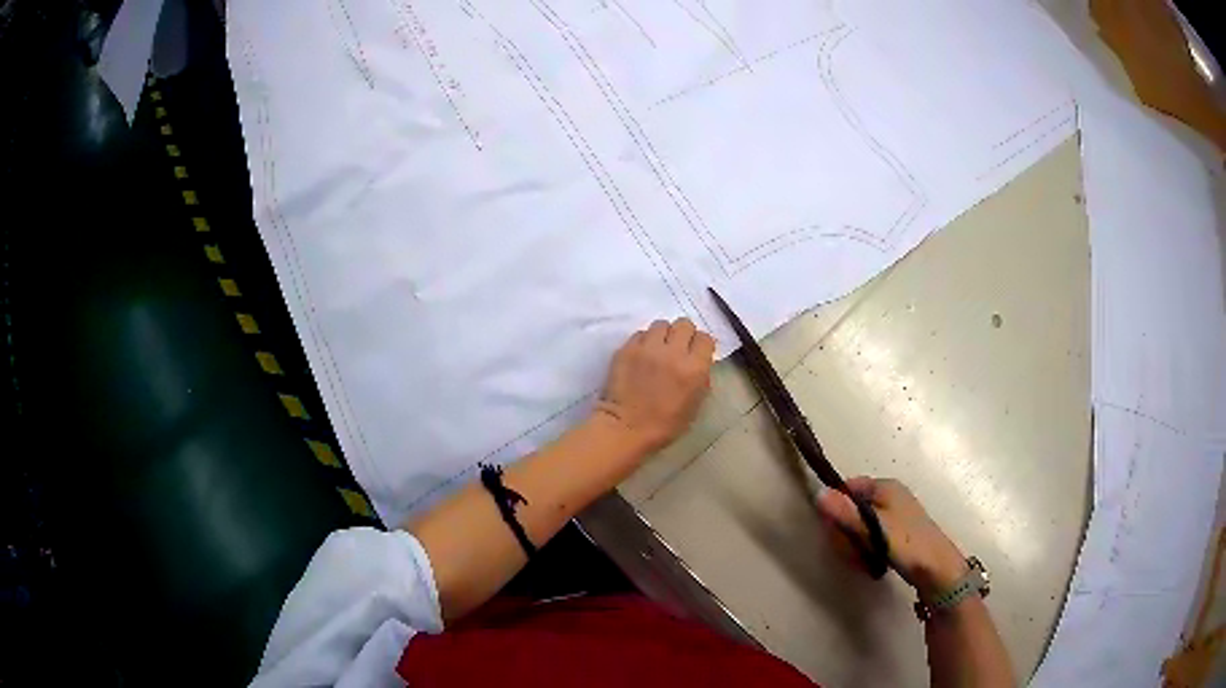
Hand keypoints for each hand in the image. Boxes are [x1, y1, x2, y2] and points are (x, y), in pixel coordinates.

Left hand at [594, 318, 715, 454]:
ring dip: (662, 335)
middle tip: (677, 347)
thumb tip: (699, 362)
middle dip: (683, 334)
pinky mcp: (627, 348)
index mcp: (694, 368)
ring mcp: (648, 348)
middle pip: (684, 324)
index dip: (701, 345)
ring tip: (657, 349)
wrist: (626, 428)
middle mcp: (673, 352)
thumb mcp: (695, 405)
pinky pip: (640, 334)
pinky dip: (643, 342)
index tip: (697, 353)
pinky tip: (641, 355)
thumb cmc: (665, 425)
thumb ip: (701, 378)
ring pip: (660, 324)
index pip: (705, 338)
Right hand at [817, 477, 967, 597]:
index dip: (836, 506)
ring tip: (862, 559)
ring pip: (861, 526)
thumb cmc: (907, 544)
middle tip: (851, 550)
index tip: (834, 529)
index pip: (848, 487)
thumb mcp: (874, 529)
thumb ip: (846, 513)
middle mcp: (890, 496)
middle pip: (852, 508)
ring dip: (855, 544)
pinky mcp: (898, 534)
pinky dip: (867, 549)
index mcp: (886, 486)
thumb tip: (818, 494)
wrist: (937, 570)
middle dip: (847, 531)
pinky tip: (870, 563)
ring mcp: (895, 515)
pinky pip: (871, 537)